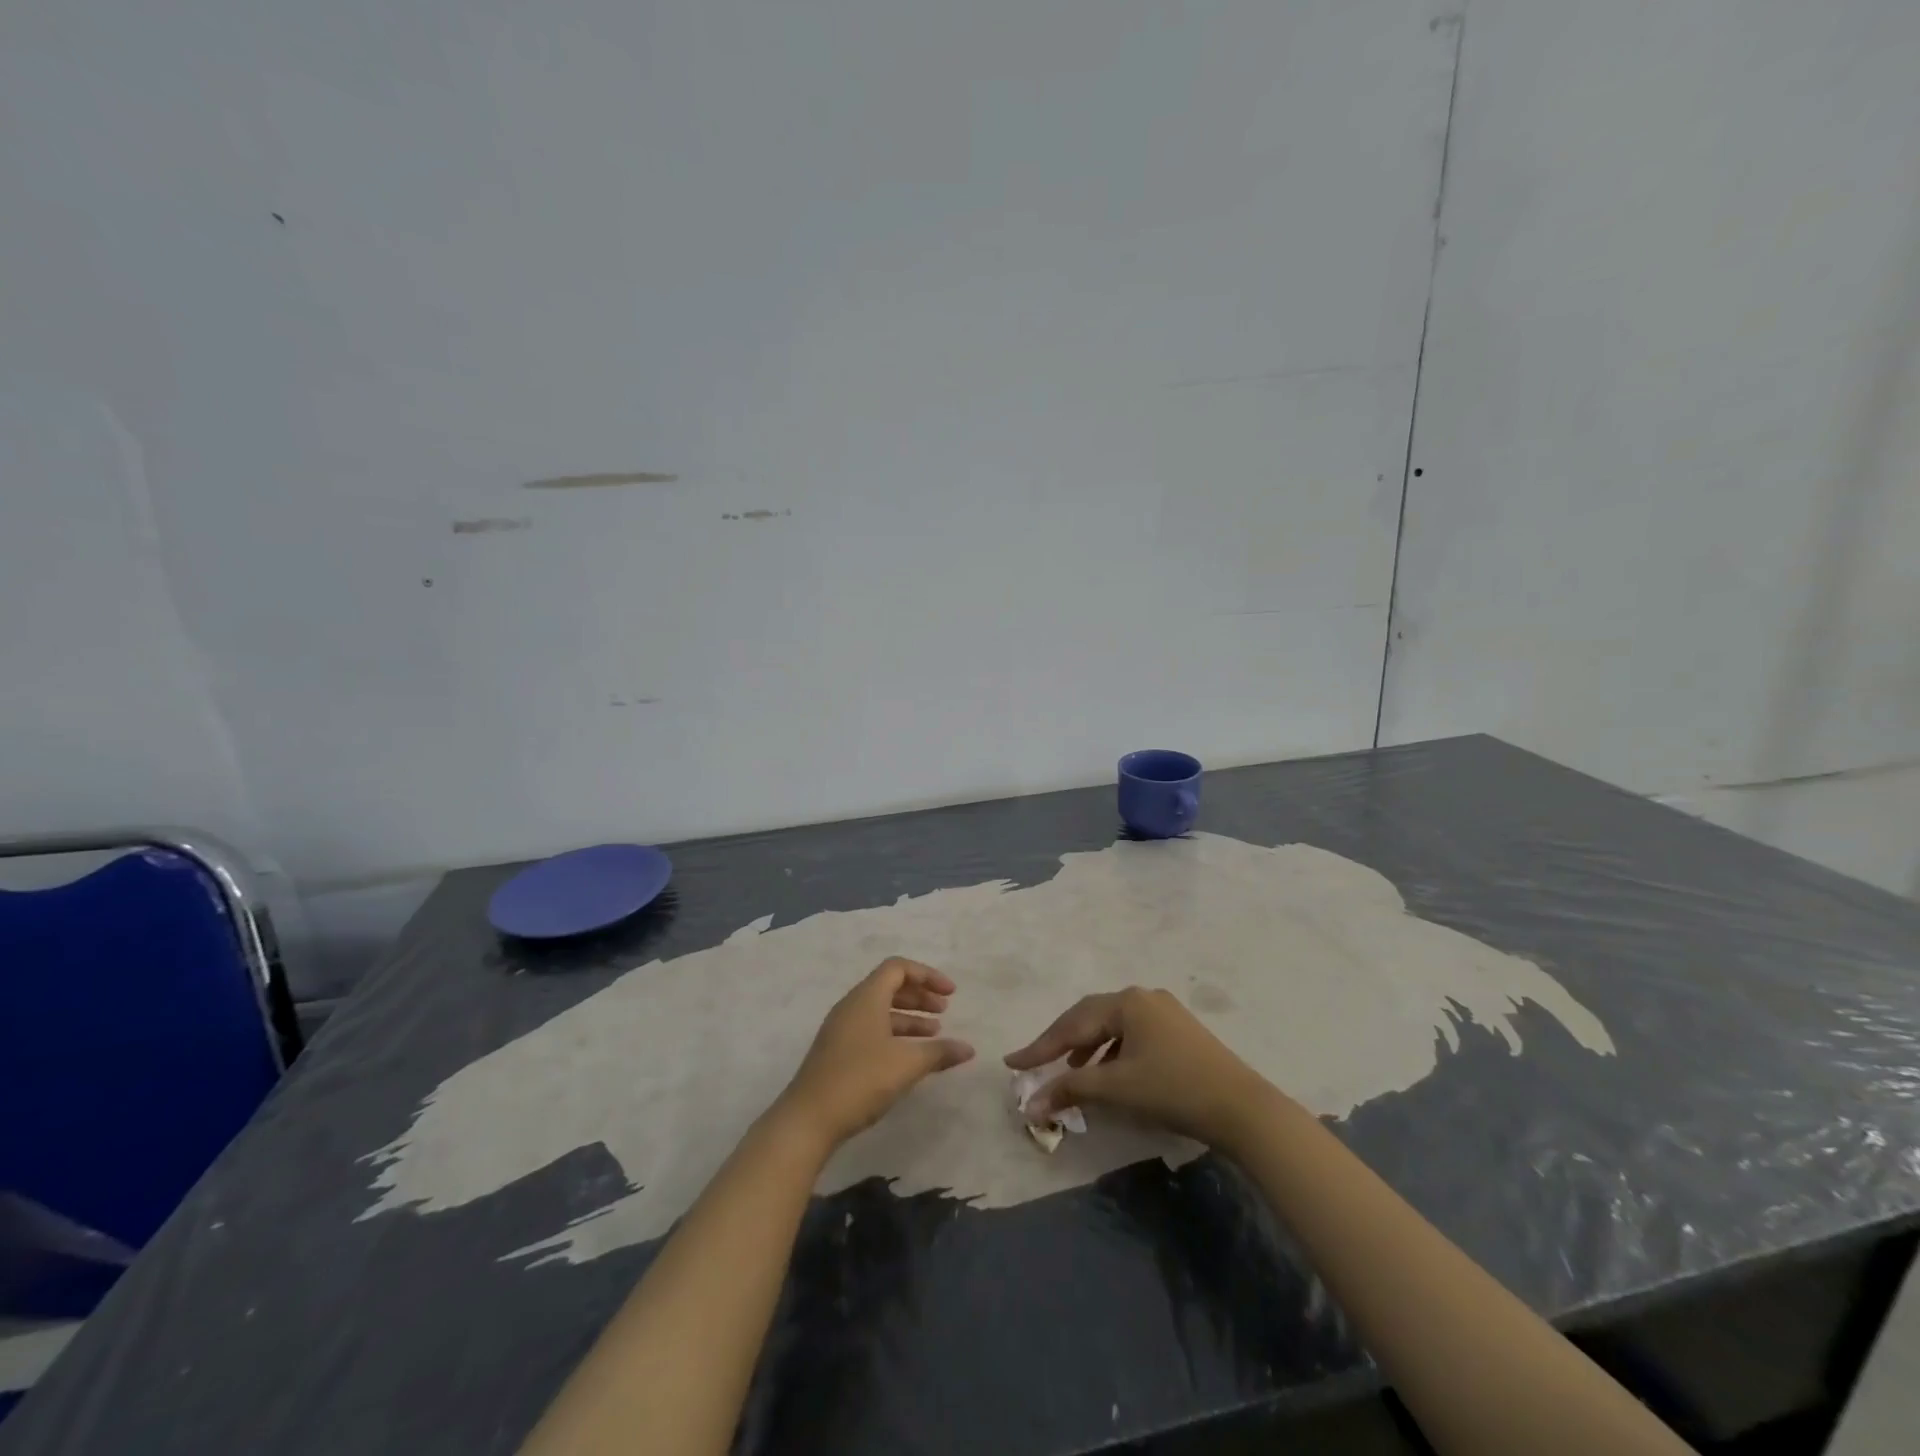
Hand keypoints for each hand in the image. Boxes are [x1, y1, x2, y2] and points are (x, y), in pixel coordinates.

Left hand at [774, 958, 975, 1150]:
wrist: (808, 1119)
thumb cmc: (860, 1080)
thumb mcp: (906, 1064)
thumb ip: (939, 1052)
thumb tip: (968, 1048)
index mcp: (866, 997)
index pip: (898, 968)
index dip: (927, 975)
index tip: (951, 993)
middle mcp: (852, 1006)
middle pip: (889, 986)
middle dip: (920, 996)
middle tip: (945, 1011)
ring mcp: (842, 1030)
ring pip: (881, 1010)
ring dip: (909, 1018)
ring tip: (934, 1035)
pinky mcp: (838, 1052)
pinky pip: (872, 1029)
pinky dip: (895, 1034)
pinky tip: (909, 1057)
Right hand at [1004, 986, 1275, 1149]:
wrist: (1242, 1108)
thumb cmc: (1173, 1090)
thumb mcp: (1116, 1089)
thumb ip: (1070, 1089)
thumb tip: (1031, 1102)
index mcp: (1126, 1002)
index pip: (1071, 1023)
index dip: (1040, 1046)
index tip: (1011, 1062)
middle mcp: (1143, 997)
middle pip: (1090, 1017)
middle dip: (1062, 1042)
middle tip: (1036, 1062)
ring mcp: (1164, 1011)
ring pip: (1112, 1025)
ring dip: (1088, 1048)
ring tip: (1073, 1072)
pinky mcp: (1179, 1030)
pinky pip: (1132, 1034)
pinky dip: (1112, 1051)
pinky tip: (1110, 1072)